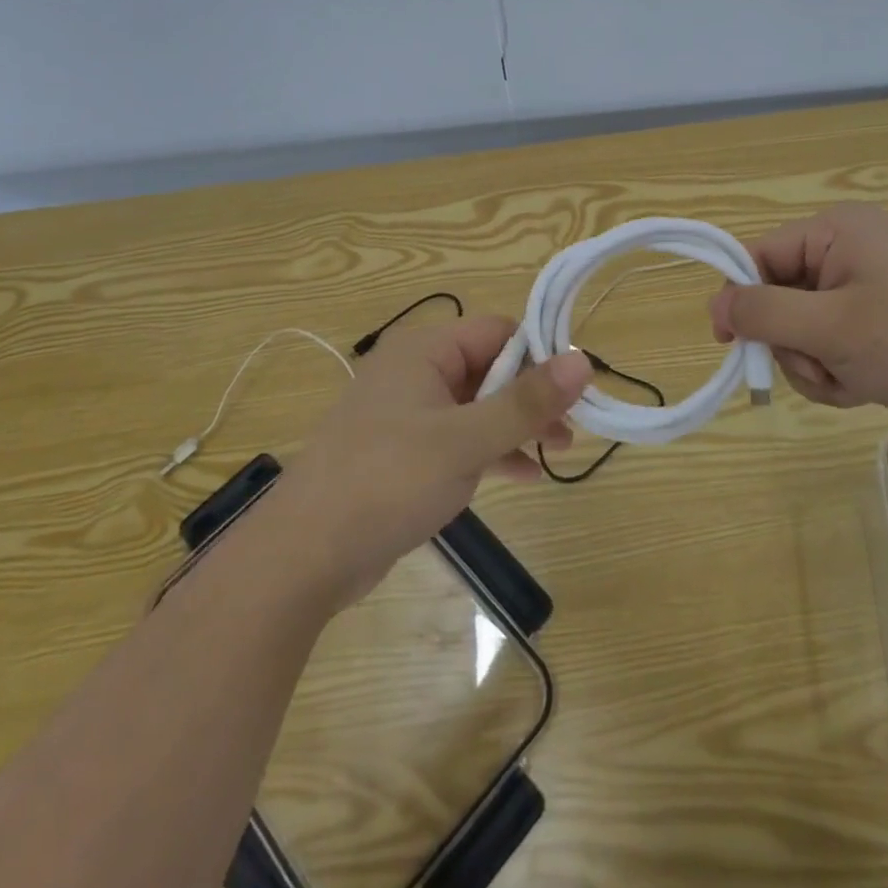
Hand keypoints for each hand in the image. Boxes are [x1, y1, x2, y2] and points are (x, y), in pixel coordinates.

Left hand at [270, 316, 590, 605]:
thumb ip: (526, 402)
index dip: (540, 354)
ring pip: (478, 405)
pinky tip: (525, 475)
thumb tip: (583, 360)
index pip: (498, 331)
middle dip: (532, 395)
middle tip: (572, 426)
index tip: (576, 388)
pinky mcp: (406, 453)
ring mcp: (409, 414)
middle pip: (490, 367)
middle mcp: (416, 372)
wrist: (305, 556)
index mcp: (424, 351)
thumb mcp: (465, 440)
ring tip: (559, 450)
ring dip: (517, 424)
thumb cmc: (387, 481)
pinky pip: (460, 438)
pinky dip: (492, 451)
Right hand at [708, 203, 887, 435]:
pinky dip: (838, 367)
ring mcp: (867, 282)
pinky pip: (833, 339)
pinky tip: (865, 386)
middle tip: (822, 370)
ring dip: (815, 363)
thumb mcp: (833, 330)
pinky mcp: (882, 314)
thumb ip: (764, 314)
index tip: (733, 346)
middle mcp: (848, 247)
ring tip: (851, 382)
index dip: (740, 300)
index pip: (758, 256)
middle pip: (779, 295)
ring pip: (804, 326)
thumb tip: (714, 305)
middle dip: (792, 343)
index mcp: (836, 231)